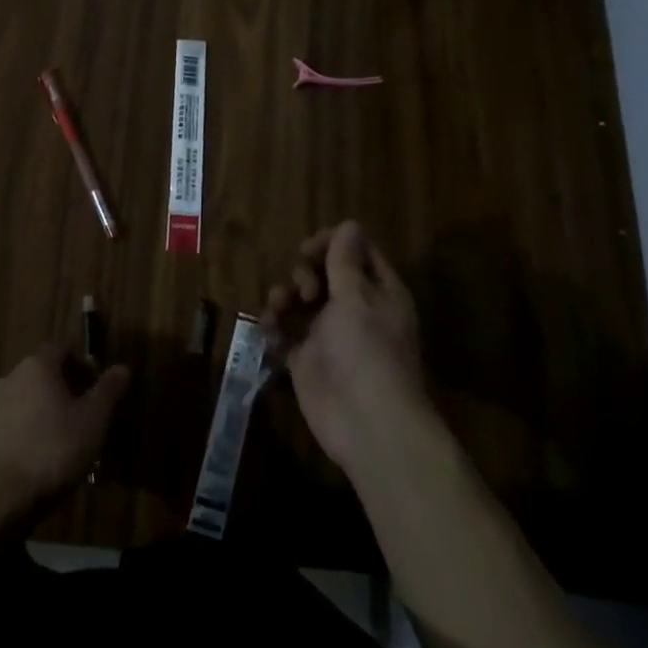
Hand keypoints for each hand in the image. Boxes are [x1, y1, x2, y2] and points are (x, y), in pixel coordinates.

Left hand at [0, 344, 129, 524]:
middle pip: (41, 374)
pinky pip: (7, 424)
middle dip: (62, 389)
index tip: (95, 386)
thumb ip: (108, 391)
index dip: (81, 364)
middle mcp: (9, 377)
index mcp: (37, 366)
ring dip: (41, 411)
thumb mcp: (93, 421)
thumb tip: (122, 368)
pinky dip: (22, 432)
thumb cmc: (52, 452)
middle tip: (81, 416)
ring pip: (23, 400)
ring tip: (58, 442)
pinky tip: (33, 459)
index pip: (62, 349)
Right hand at [264, 222, 428, 472]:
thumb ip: (345, 261)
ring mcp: (328, 334)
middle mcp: (354, 308)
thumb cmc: (367, 351)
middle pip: (324, 272)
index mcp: (378, 291)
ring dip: (285, 295)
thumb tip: (349, 224)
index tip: (310, 249)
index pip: (356, 251)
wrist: (366, 423)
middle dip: (306, 271)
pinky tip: (269, 327)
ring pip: (300, 300)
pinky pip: (285, 331)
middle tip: (305, 288)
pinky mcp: (306, 359)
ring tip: (280, 306)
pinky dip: (274, 325)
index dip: (332, 243)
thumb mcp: (356, 298)